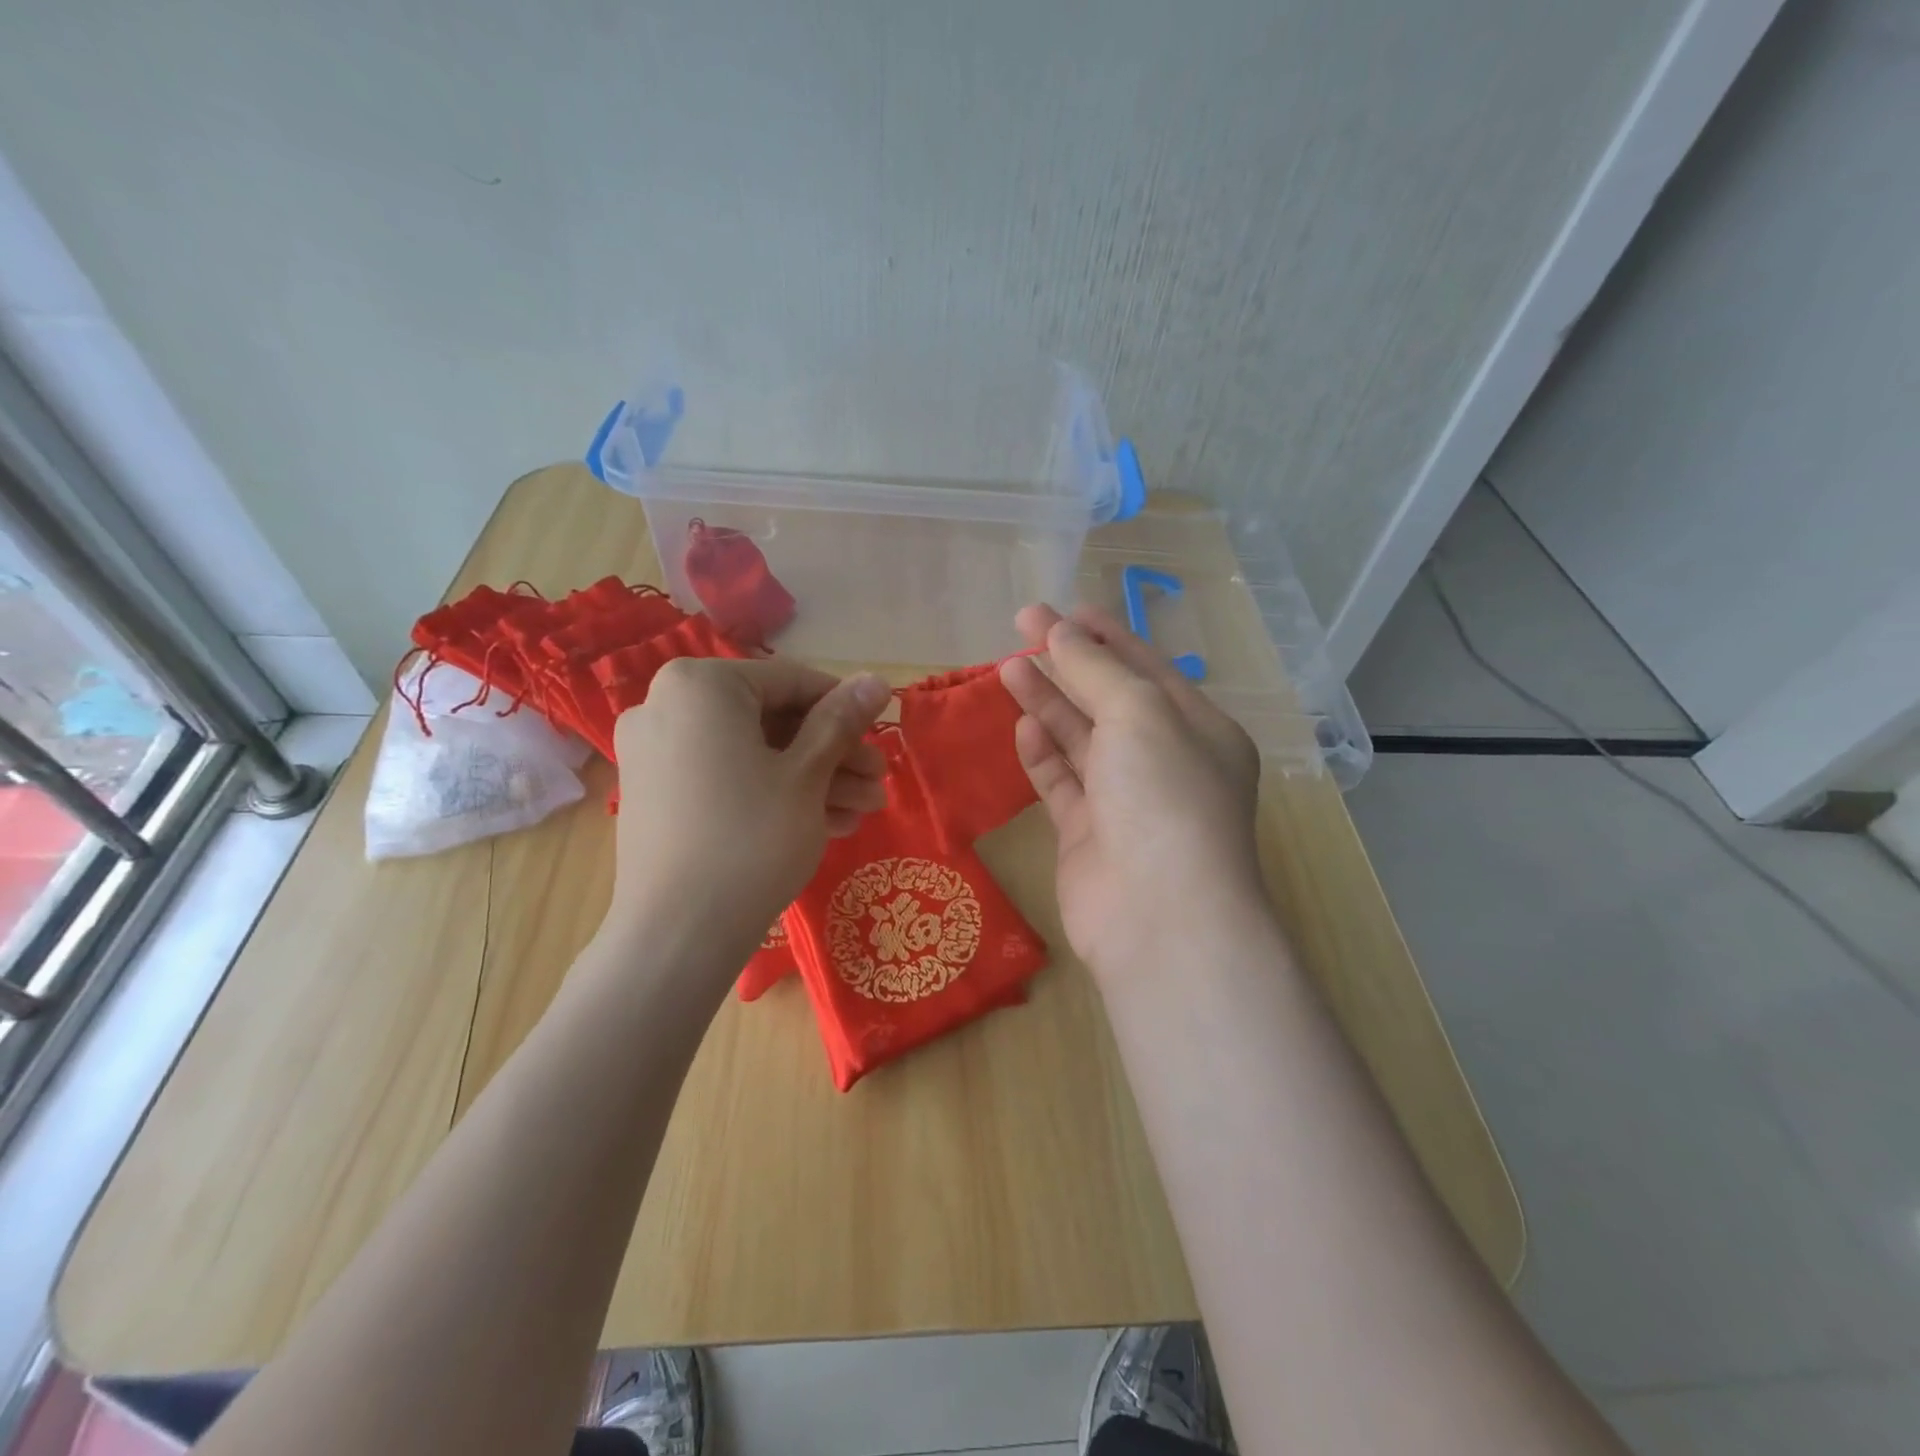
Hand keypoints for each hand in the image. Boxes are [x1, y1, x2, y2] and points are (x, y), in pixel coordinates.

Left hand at [608, 658, 890, 967]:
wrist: (678, 936)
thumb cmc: (751, 838)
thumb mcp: (807, 775)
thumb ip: (841, 720)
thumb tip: (877, 680)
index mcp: (700, 686)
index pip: (791, 681)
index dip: (845, 708)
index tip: (881, 735)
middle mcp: (666, 708)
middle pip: (771, 720)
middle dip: (832, 754)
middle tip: (877, 782)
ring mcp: (657, 755)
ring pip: (753, 754)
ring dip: (812, 779)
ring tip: (863, 811)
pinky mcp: (658, 797)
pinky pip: (726, 779)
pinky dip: (773, 794)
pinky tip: (826, 824)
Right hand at [999, 605, 1264, 983]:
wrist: (1159, 917)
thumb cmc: (1164, 796)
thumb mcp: (1139, 713)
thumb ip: (1095, 669)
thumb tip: (1059, 632)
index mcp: (1197, 728)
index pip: (1145, 667)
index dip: (1103, 634)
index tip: (1059, 609)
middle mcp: (1164, 761)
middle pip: (1108, 699)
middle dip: (1067, 661)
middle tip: (1020, 627)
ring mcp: (1125, 800)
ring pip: (1081, 740)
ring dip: (1048, 703)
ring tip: (1007, 668)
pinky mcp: (1089, 835)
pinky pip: (1062, 784)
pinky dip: (1043, 754)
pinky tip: (1021, 726)